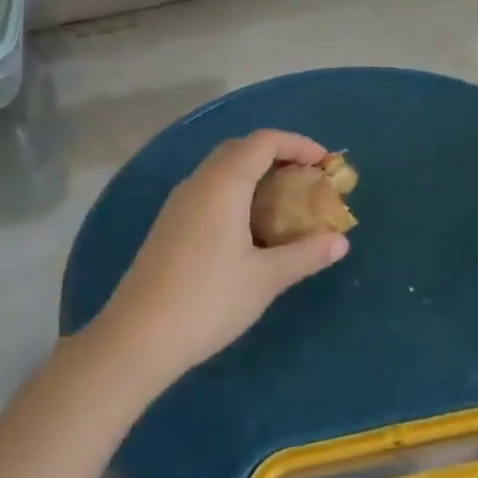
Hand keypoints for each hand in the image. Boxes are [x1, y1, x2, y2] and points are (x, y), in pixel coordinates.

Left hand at [88, 130, 349, 389]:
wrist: (138, 336)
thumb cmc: (209, 300)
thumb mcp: (266, 278)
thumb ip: (305, 254)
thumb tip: (340, 241)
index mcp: (223, 183)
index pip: (264, 141)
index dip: (298, 144)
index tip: (325, 164)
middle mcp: (198, 182)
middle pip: (241, 149)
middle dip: (277, 155)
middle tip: (306, 180)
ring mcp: (178, 202)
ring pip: (221, 170)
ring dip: (254, 174)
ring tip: (283, 203)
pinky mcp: (169, 224)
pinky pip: (208, 191)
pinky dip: (235, 193)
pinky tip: (249, 228)